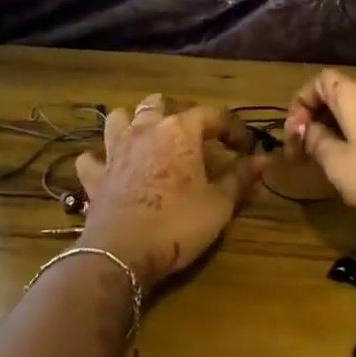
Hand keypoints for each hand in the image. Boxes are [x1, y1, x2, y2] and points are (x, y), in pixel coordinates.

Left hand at [75, 96, 260, 288]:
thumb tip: (263, 160)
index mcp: (180, 131)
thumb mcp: (219, 204)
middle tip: (191, 137)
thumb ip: (241, 178)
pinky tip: (108, 168)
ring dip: (132, 123)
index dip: (232, 128)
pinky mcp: (95, 176)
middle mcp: (145, 130)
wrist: (123, 253)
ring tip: (146, 139)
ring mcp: (115, 151)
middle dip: (175, 113)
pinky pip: (92, 158)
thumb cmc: (179, 224)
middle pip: (157, 104)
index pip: (212, 115)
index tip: (245, 146)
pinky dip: (100, 159)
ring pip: (118, 118)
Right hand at [285, 70, 355, 227]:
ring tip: (326, 162)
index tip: (295, 135)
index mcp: (354, 96)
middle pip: (337, 96)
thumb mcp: (338, 163)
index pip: (319, 81)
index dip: (301, 103)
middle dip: (316, 121)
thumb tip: (306, 129)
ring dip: (336, 133)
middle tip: (304, 152)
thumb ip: (317, 142)